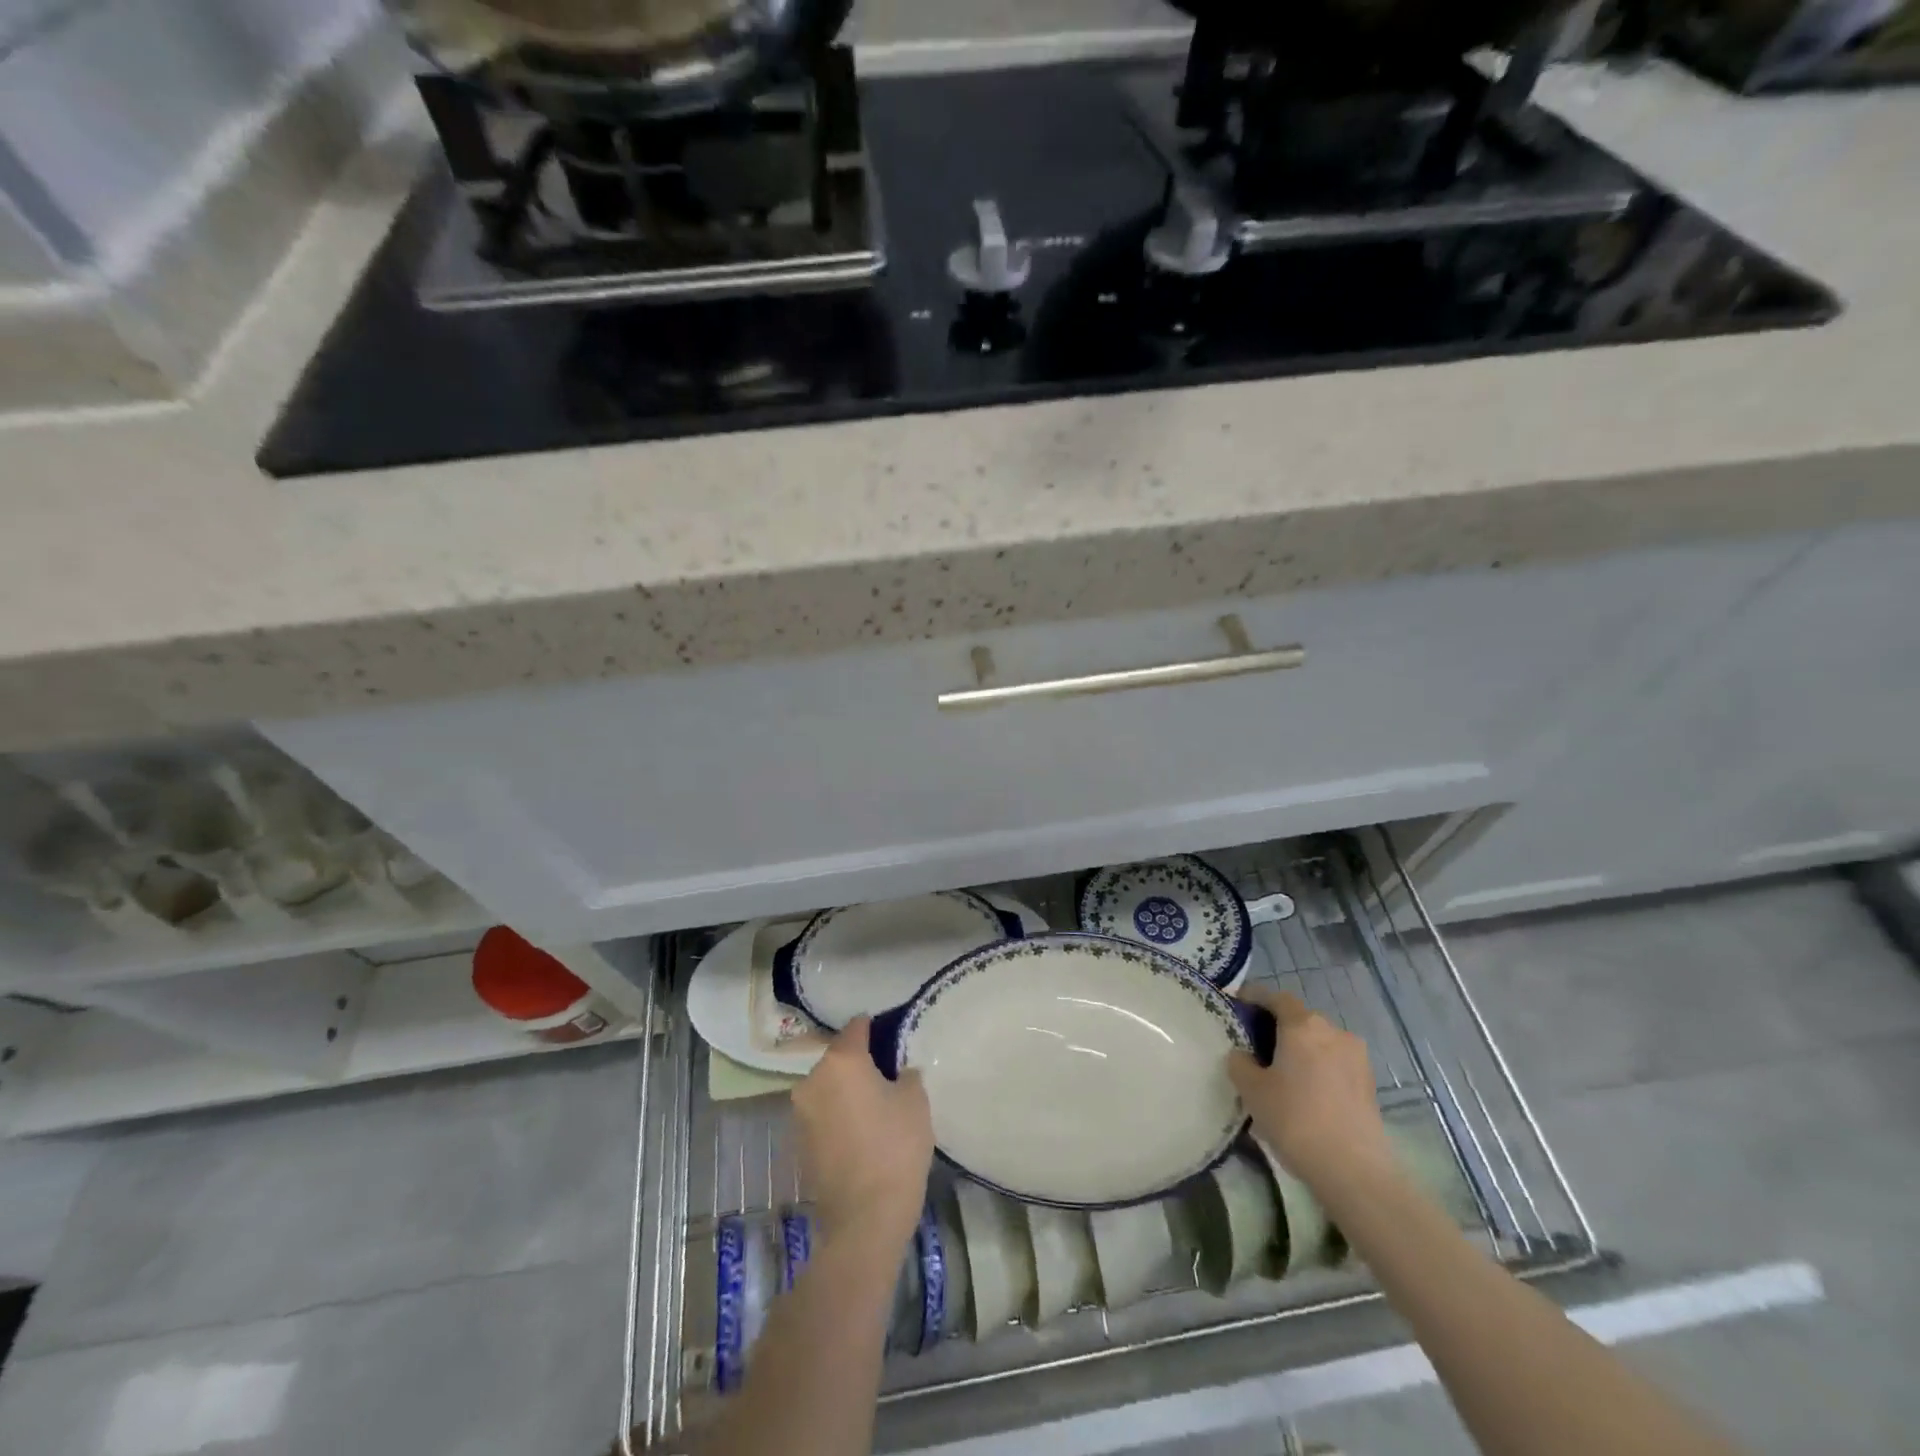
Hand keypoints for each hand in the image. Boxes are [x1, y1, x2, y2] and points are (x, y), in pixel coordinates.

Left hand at [791, 1017, 934, 1251]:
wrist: (864, 1221)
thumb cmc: (895, 1148)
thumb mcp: (915, 1100)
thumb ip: (905, 1073)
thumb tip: (896, 1071)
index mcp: (840, 1061)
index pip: (857, 1027)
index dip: (876, 1028)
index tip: (893, 1037)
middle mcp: (812, 1079)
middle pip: (839, 1058)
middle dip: (860, 1062)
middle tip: (888, 1075)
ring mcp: (800, 1113)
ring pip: (828, 1087)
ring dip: (847, 1091)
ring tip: (875, 1107)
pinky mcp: (798, 1143)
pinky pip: (822, 1115)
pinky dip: (838, 1116)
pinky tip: (860, 1133)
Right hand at [1228, 985, 1394, 1193]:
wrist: (1354, 1170)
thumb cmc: (1295, 1119)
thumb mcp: (1251, 1089)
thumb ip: (1240, 1062)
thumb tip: (1243, 1054)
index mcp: (1302, 1024)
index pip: (1275, 996)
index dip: (1253, 998)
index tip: (1237, 1007)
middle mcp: (1333, 1030)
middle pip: (1298, 1018)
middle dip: (1276, 1027)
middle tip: (1254, 1046)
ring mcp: (1356, 1056)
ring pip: (1319, 1042)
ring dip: (1299, 1049)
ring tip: (1280, 1074)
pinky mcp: (1369, 1083)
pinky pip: (1334, 1063)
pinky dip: (1317, 1068)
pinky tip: (1305, 1093)